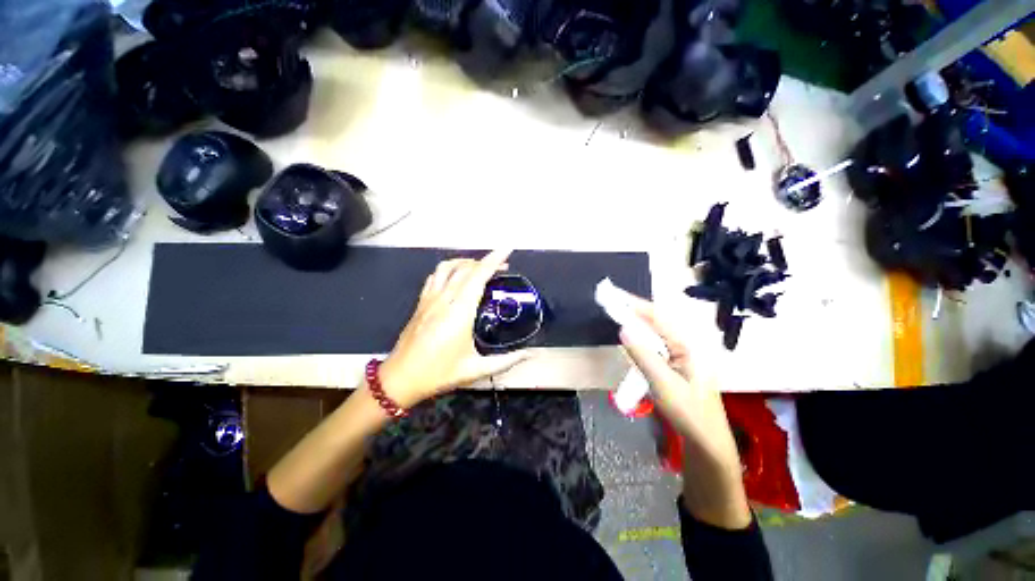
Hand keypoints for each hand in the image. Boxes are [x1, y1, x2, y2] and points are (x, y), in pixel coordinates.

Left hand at [378, 250, 529, 407]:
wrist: (400, 378)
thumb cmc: (439, 373)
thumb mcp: (476, 370)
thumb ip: (506, 361)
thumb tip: (529, 355)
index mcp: (460, 312)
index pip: (478, 276)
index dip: (494, 260)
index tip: (507, 249)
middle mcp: (444, 299)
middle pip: (465, 268)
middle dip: (486, 261)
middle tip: (502, 266)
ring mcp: (429, 299)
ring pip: (448, 267)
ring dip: (466, 261)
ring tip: (480, 268)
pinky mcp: (421, 302)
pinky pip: (435, 276)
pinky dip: (449, 269)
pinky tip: (456, 278)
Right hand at [615, 290, 736, 462]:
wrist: (707, 441)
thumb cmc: (689, 413)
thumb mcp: (663, 384)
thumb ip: (643, 355)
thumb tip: (623, 329)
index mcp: (690, 345)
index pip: (659, 317)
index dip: (636, 305)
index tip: (616, 296)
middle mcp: (689, 343)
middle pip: (658, 320)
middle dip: (635, 310)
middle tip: (613, 302)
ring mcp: (685, 352)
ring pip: (657, 331)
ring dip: (637, 322)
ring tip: (619, 313)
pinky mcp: (678, 362)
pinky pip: (658, 343)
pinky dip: (643, 337)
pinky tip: (633, 337)